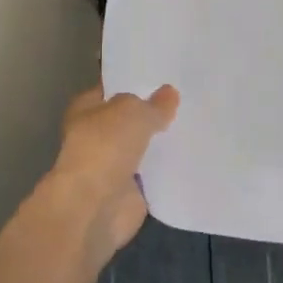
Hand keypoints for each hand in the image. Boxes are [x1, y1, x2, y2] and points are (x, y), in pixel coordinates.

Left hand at [45, 84, 179, 265]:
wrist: (95, 206)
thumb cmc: (105, 147)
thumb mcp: (134, 112)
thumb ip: (153, 104)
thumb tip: (169, 93)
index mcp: (86, 109)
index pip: (111, 89)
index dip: (133, 83)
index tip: (163, 76)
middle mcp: (96, 136)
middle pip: (129, 119)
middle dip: (152, 113)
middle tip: (186, 99)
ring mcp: (112, 165)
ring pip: (142, 147)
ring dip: (161, 142)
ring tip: (196, 124)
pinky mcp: (130, 191)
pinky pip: (153, 174)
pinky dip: (168, 169)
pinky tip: (192, 156)